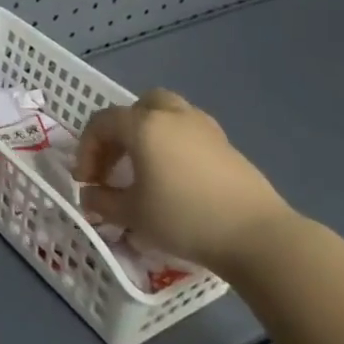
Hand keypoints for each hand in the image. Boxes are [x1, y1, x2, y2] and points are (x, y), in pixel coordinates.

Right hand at [72, 88, 295, 272]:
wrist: (257, 236)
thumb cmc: (184, 218)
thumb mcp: (132, 214)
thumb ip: (102, 201)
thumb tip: (90, 194)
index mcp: (144, 125)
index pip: (101, 124)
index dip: (86, 150)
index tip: (86, 181)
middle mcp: (173, 116)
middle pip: (138, 107)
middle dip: (120, 132)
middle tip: (115, 164)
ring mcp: (205, 128)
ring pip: (168, 115)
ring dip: (149, 134)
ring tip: (145, 168)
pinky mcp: (227, 146)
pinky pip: (190, 133)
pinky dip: (174, 146)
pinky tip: (175, 178)